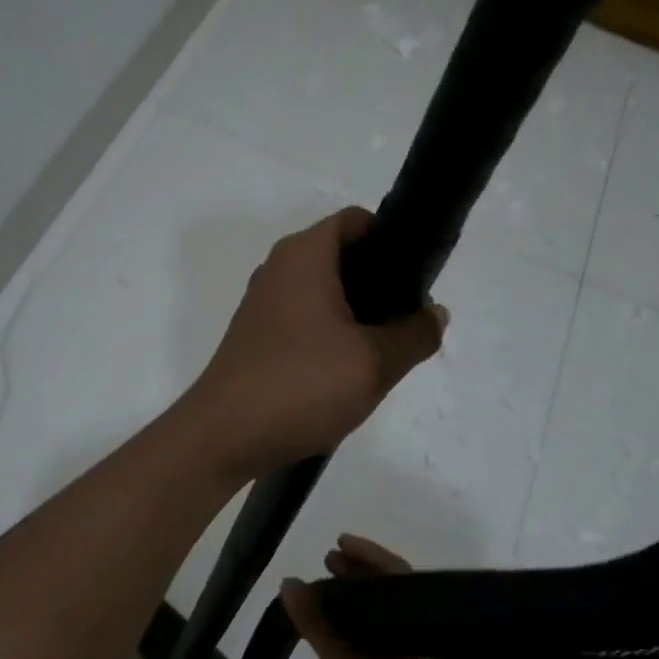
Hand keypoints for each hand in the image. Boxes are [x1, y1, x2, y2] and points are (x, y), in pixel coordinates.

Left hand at [186, 207, 445, 478]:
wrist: (223, 436)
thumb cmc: (301, 385)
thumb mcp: (374, 363)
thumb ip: (415, 334)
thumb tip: (435, 314)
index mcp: (305, 255)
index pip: (358, 221)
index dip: (394, 241)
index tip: (420, 279)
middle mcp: (280, 268)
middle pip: (343, 256)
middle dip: (382, 283)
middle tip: (410, 321)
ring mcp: (264, 303)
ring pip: (325, 291)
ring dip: (359, 313)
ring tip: (386, 349)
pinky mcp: (257, 335)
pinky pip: (306, 318)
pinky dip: (332, 332)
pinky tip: (350, 370)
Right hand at [284, 535, 471, 658]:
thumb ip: (318, 625)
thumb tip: (291, 583)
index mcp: (420, 622)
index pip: (395, 571)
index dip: (366, 553)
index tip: (338, 543)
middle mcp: (428, 632)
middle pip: (394, 589)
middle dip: (360, 573)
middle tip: (327, 563)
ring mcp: (428, 657)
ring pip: (394, 613)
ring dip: (363, 599)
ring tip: (329, 595)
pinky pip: (394, 634)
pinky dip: (370, 624)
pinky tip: (346, 634)